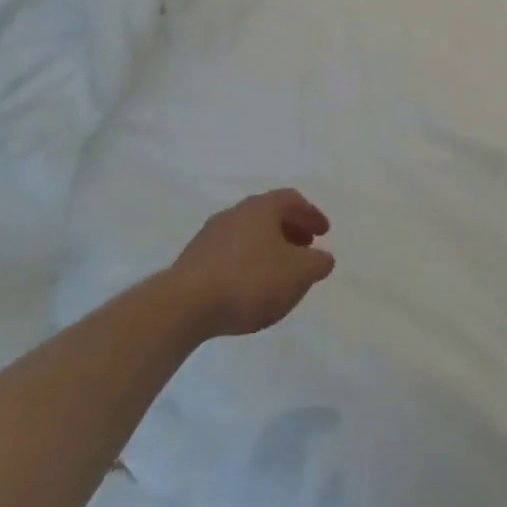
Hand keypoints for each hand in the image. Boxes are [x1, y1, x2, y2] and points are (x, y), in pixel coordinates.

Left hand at [162, 189, 335, 339]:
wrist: (182, 307)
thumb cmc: (250, 280)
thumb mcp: (299, 273)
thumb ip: (318, 263)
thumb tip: (322, 258)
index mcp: (261, 207)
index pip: (292, 199)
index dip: (311, 214)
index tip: (324, 232)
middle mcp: (234, 214)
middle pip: (268, 216)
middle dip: (290, 230)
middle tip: (305, 248)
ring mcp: (209, 237)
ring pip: (247, 236)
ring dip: (268, 249)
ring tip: (279, 272)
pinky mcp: (191, 263)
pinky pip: (229, 256)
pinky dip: (246, 265)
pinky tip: (250, 288)